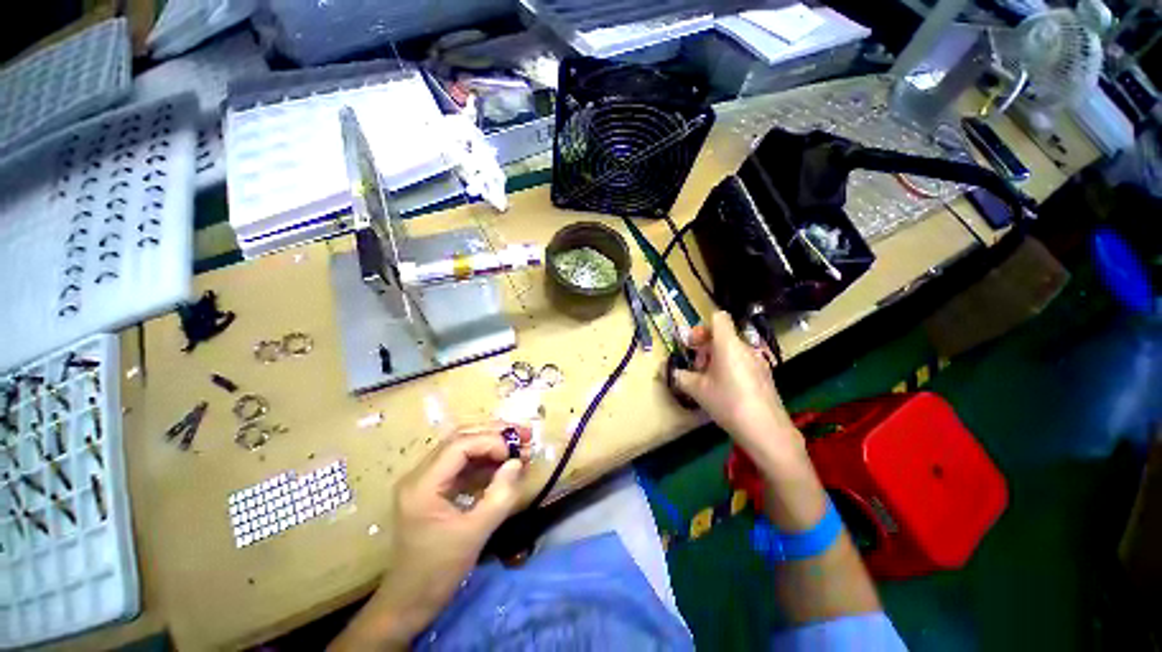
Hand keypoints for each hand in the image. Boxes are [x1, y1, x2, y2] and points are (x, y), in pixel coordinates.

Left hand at [334, 426, 527, 648]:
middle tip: (523, 435)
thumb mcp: (474, 534)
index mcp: (422, 485)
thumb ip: (499, 496)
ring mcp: (425, 480)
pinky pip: (462, 464)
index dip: (491, 441)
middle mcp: (420, 474)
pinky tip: (504, 463)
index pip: (459, 445)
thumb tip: (517, 462)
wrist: (409, 601)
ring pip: (462, 448)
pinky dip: (485, 460)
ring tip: (519, 445)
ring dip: (491, 444)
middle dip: (494, 434)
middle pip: (460, 439)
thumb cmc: (438, 571)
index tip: (515, 452)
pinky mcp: (434, 488)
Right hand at [672, 312, 802, 465]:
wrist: (766, 430)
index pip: (718, 317)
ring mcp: (758, 361)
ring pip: (732, 349)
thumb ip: (679, 376)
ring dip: (716, 358)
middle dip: (705, 347)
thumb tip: (665, 370)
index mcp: (728, 344)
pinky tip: (725, 389)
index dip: (702, 326)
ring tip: (708, 380)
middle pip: (723, 334)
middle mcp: (745, 347)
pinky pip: (742, 361)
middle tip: (695, 367)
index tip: (693, 345)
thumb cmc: (728, 402)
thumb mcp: (697, 390)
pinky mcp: (764, 374)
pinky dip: (730, 367)